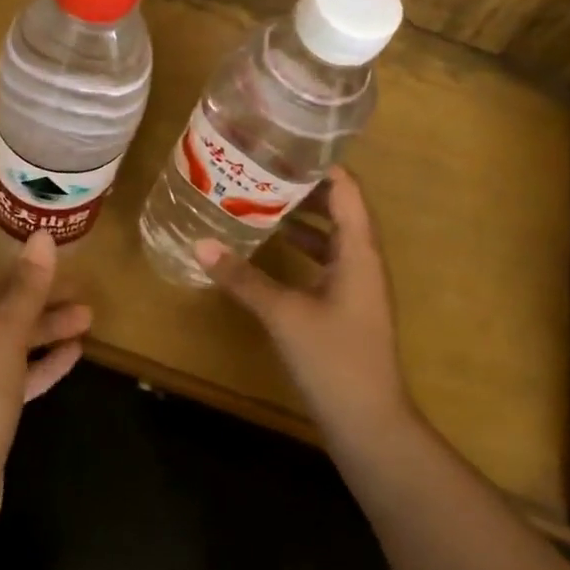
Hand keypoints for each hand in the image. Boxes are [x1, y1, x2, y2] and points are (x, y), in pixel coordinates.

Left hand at [0, 220, 89, 508]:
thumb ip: (24, 291)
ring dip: (40, 326)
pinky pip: (12, 372)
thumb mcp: (2, 340)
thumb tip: (42, 238)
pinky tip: (73, 354)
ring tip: (86, 315)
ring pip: (2, 338)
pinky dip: (38, 361)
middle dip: (20, 289)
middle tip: (57, 271)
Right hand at [195, 167, 413, 453]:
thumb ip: (243, 278)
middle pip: (338, 209)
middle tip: (260, 170)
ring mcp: (354, 285)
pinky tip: (267, 250)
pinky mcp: (344, 306)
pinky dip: (298, 249)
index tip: (282, 147)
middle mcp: (361, 260)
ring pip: (328, 236)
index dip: (320, 166)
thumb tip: (201, 244)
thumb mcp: (284, 314)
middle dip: (302, 189)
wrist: (368, 422)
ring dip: (298, 218)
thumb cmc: (334, 359)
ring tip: (257, 201)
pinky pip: (321, 261)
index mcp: (359, 252)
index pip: (347, 190)